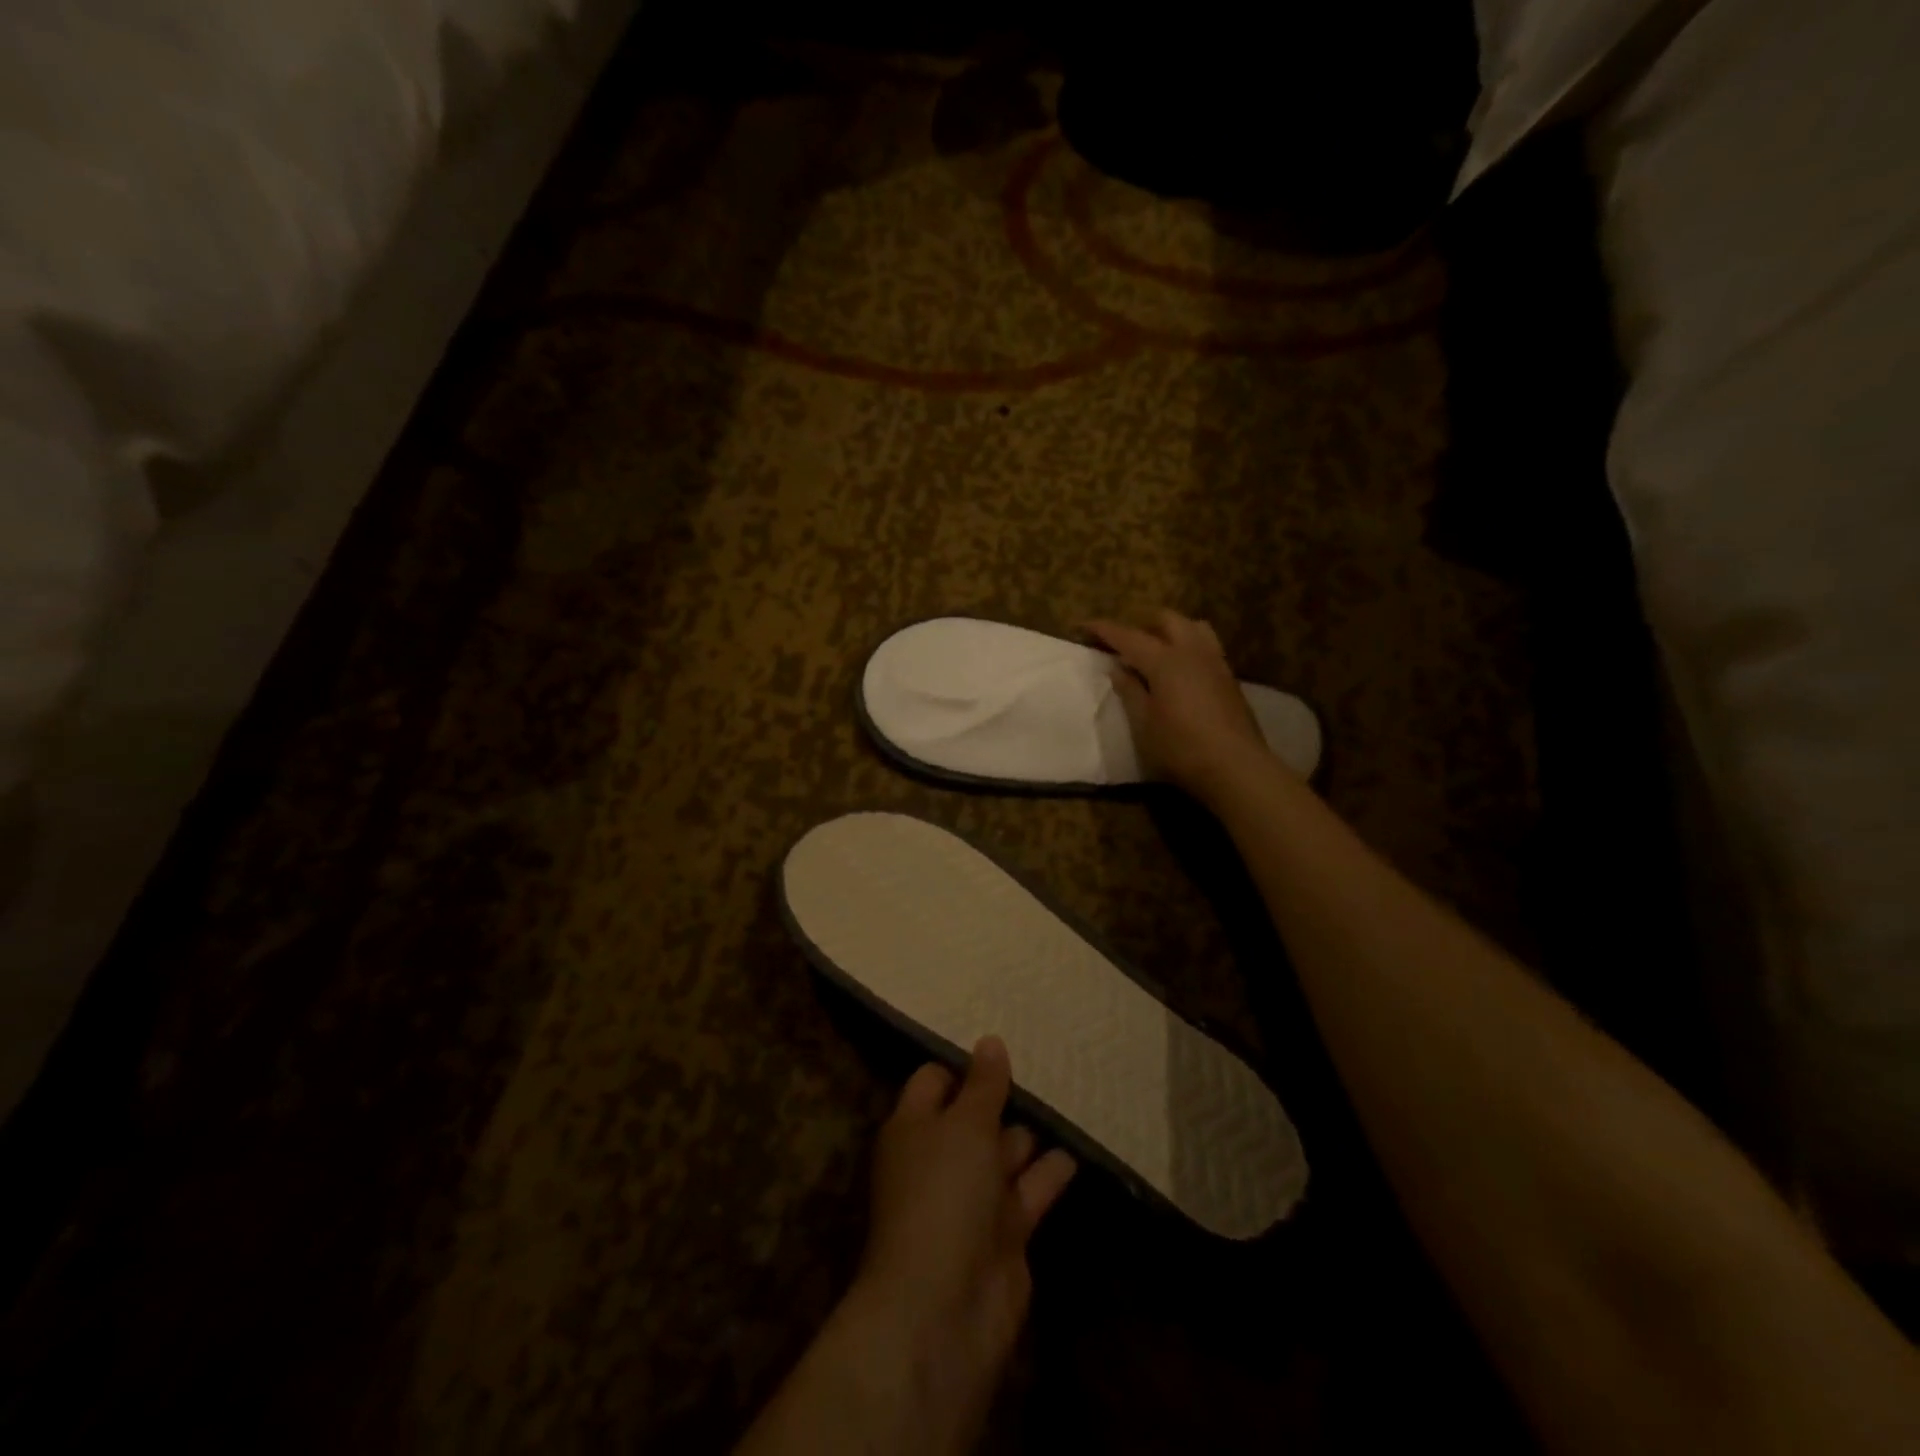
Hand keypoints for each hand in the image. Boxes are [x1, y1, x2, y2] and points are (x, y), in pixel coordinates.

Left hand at [846, 1038, 1075, 1451]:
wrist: (944, 1308)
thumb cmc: (943, 1193)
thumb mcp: (964, 1125)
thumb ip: (983, 1085)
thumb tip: (990, 1041)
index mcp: (914, 1128)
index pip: (935, 1081)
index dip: (963, 1064)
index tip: (1000, 1044)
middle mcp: (940, 1158)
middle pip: (973, 1117)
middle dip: (1003, 1098)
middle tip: (1045, 1068)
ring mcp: (972, 1199)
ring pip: (1004, 1153)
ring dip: (1030, 1134)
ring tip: (1068, 1099)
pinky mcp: (1004, 1234)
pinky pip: (1030, 1190)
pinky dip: (1050, 1172)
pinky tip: (1078, 1149)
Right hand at [1085, 610, 1276, 802]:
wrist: (1236, 767)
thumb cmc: (1181, 748)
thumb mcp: (1144, 724)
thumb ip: (1130, 691)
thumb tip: (1117, 668)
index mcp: (1165, 661)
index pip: (1129, 636)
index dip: (1105, 629)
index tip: (1084, 625)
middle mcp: (1192, 652)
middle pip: (1167, 620)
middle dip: (1141, 624)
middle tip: (1123, 643)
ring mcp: (1215, 663)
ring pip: (1193, 627)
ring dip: (1170, 630)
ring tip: (1156, 650)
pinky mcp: (1229, 678)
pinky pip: (1206, 645)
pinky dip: (1187, 645)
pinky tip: (1180, 670)